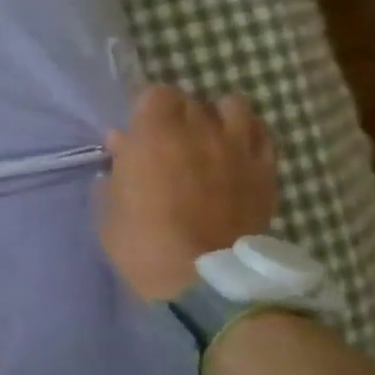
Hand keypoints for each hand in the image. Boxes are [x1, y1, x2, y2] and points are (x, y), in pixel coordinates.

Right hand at [96, 84, 277, 301]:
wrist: (204, 280)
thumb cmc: (141, 243)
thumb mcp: (110, 207)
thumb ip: (117, 169)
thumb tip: (121, 145)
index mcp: (154, 134)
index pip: (154, 93)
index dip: (144, 109)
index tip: (136, 131)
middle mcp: (199, 130)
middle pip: (190, 100)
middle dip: (176, 114)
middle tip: (167, 140)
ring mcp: (237, 148)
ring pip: (232, 107)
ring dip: (216, 116)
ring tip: (207, 138)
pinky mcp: (265, 171)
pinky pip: (262, 135)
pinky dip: (247, 135)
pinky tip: (236, 152)